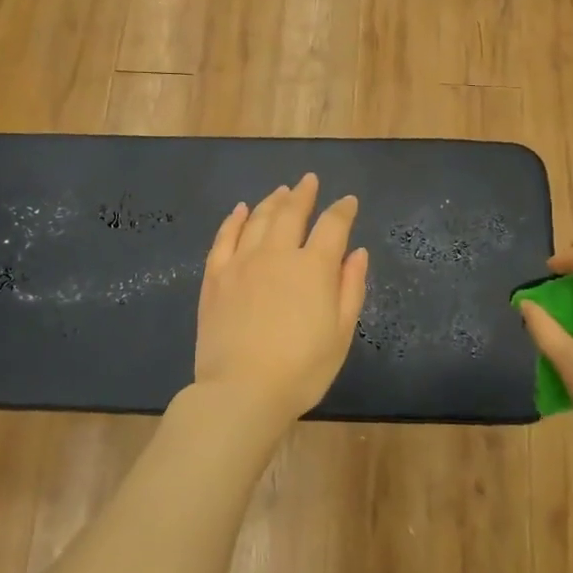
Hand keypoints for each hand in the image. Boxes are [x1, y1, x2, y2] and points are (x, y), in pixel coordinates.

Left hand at [190, 175, 369, 436]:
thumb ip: (350, 288)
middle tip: (309, 181)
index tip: (348, 201)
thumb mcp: (341, 334)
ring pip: (258, 219)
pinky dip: (234, 219)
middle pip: (291, 213)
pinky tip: (240, 210)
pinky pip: (224, 237)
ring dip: (272, 201)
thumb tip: (357, 253)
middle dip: (303, 194)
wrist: (242, 391)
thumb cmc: (302, 369)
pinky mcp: (216, 276)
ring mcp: (242, 262)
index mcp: (313, 268)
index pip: (332, 226)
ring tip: (281, 191)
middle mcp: (277, 254)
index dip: (342, 210)